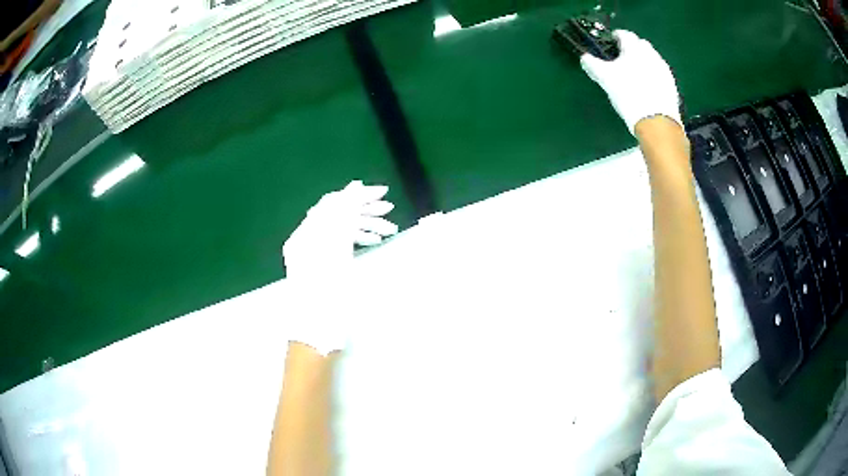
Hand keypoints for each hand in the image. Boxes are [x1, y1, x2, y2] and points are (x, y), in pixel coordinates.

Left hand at [282, 180, 397, 354]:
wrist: (317, 331)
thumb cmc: (327, 296)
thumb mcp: (337, 254)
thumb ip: (343, 217)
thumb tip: (353, 188)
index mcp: (306, 236)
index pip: (333, 204)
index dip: (357, 196)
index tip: (384, 193)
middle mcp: (307, 239)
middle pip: (337, 215)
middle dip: (364, 211)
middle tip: (390, 211)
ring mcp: (313, 252)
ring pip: (341, 230)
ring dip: (364, 226)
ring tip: (389, 230)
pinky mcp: (321, 264)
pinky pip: (339, 243)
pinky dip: (356, 240)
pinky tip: (375, 241)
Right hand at [581, 30, 680, 134]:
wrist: (656, 122)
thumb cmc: (628, 94)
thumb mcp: (605, 78)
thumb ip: (593, 65)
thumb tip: (584, 57)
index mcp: (634, 48)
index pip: (624, 34)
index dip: (615, 37)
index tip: (610, 43)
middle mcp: (651, 54)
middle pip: (640, 44)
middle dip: (632, 48)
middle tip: (622, 59)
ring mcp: (663, 70)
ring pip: (651, 58)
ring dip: (643, 61)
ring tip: (635, 74)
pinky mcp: (671, 85)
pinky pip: (659, 73)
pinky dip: (652, 75)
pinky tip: (647, 87)